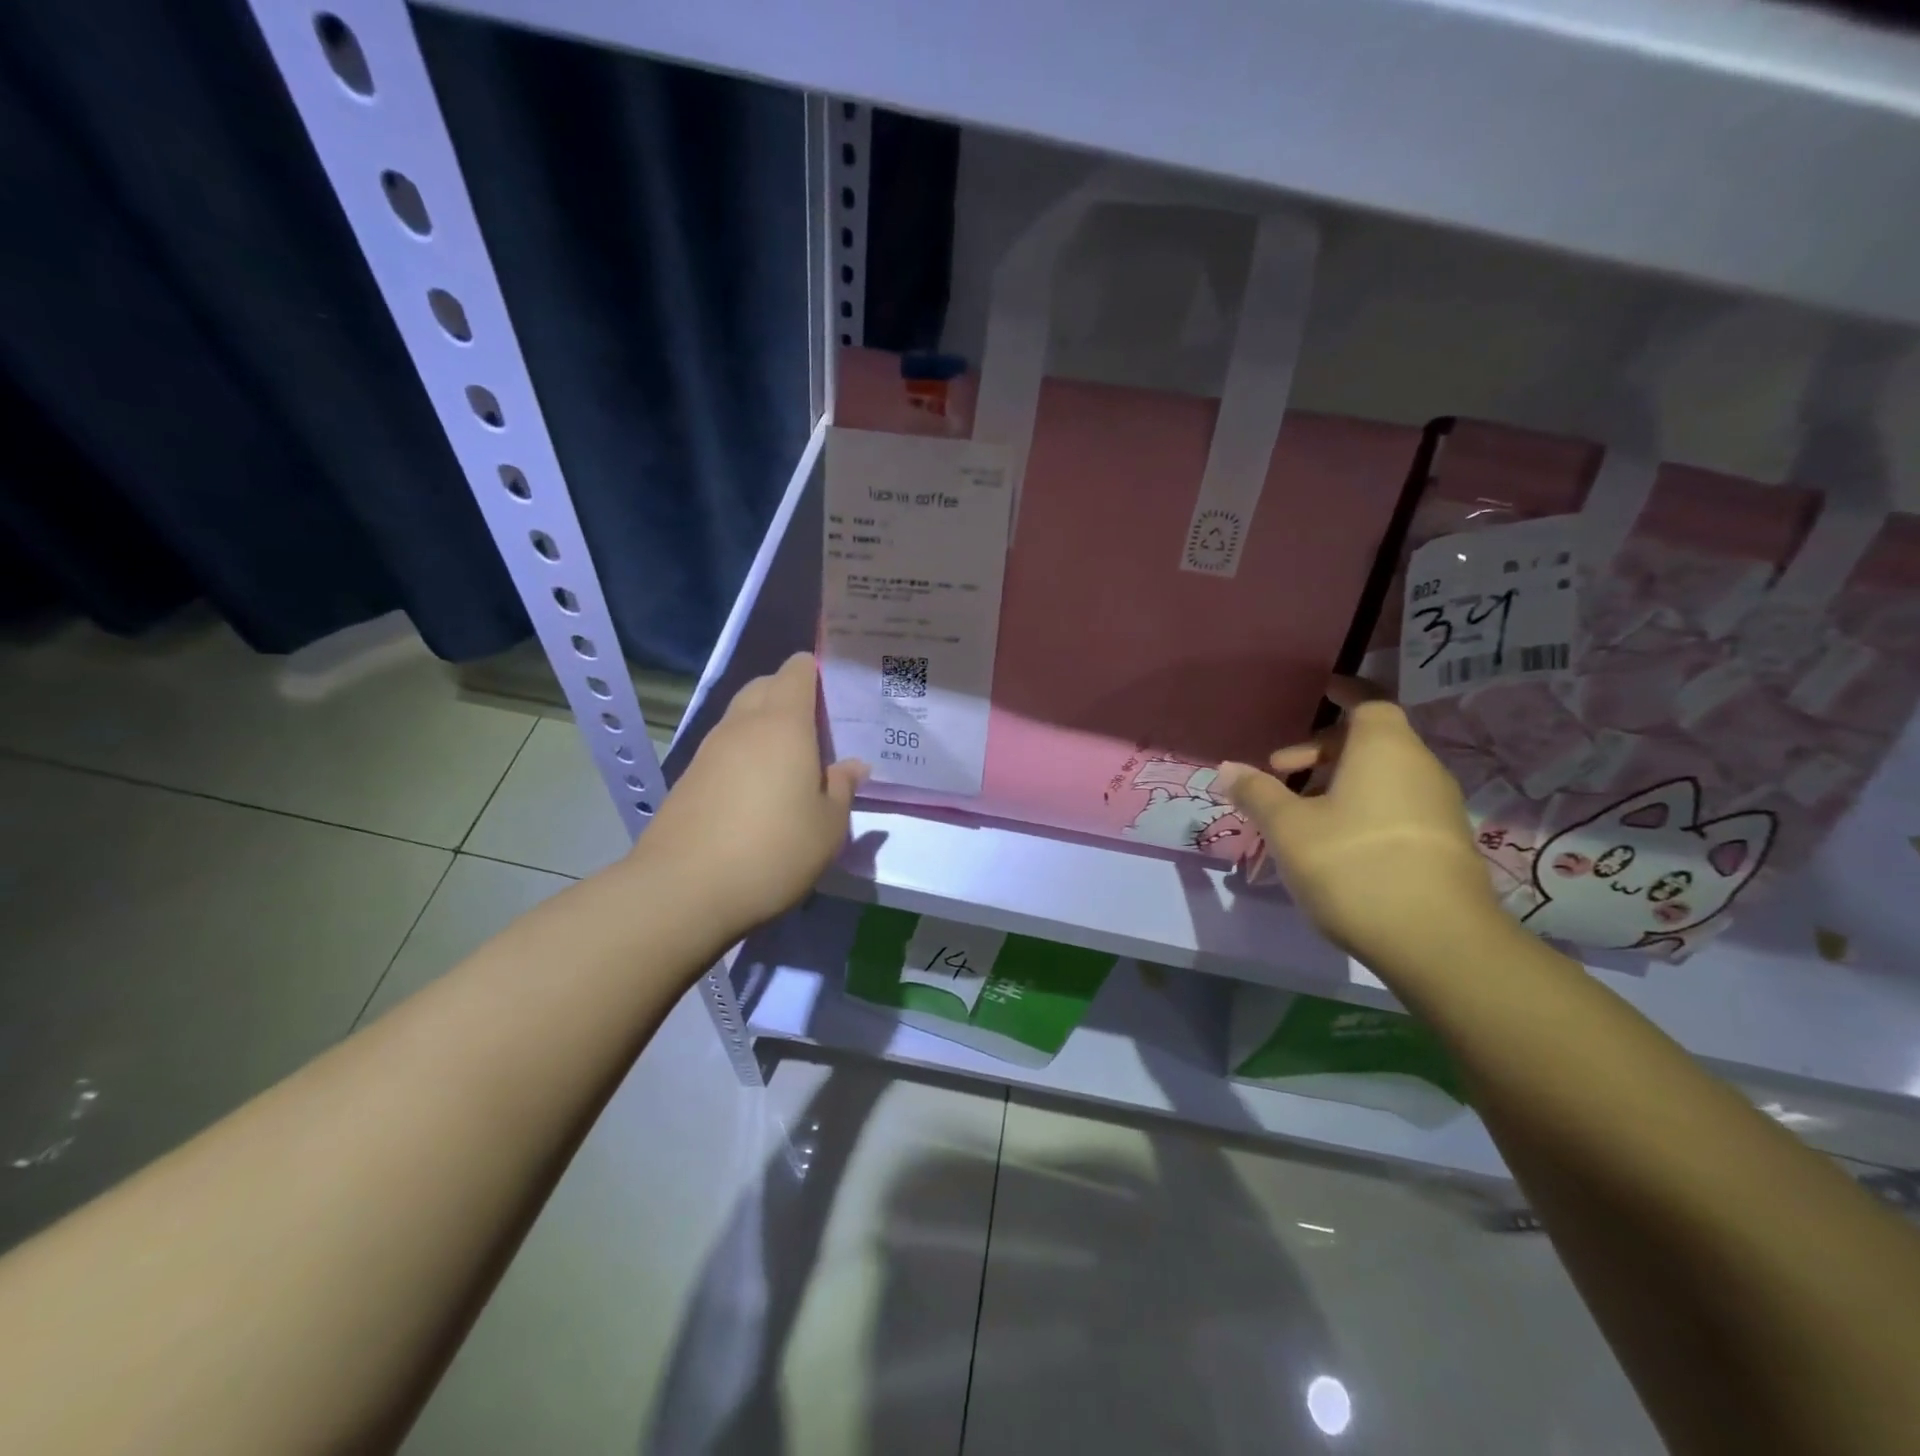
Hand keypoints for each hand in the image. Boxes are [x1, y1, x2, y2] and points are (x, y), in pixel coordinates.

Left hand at [635, 653, 866, 937]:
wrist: (684, 889)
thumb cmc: (773, 850)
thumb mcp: (828, 827)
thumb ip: (842, 788)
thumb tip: (853, 765)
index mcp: (783, 724)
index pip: (796, 672)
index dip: (815, 672)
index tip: (836, 692)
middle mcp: (743, 725)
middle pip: (765, 686)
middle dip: (789, 694)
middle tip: (818, 728)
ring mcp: (710, 750)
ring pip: (741, 717)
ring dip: (765, 725)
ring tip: (790, 760)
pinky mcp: (689, 778)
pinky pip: (725, 748)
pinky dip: (745, 753)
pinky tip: (758, 789)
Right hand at [1215, 677, 1500, 963]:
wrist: (1437, 942)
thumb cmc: (1353, 865)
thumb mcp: (1288, 828)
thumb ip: (1257, 793)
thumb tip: (1227, 768)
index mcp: (1385, 749)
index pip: (1370, 701)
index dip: (1346, 692)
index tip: (1323, 689)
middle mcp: (1419, 767)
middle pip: (1371, 741)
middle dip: (1321, 749)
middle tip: (1279, 769)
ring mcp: (1438, 807)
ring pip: (1382, 777)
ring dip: (1338, 783)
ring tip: (1298, 812)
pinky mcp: (1444, 844)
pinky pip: (1395, 806)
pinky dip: (1361, 808)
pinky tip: (1333, 844)